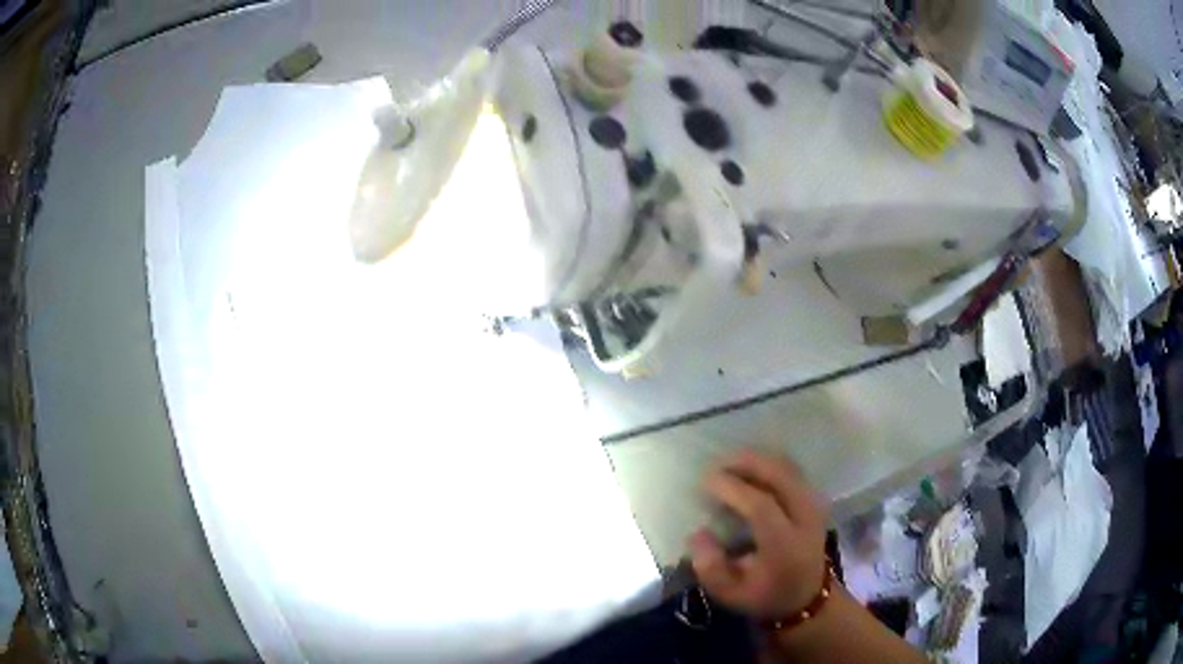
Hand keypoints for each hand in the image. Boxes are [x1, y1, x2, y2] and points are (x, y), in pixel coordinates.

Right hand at [688, 450, 828, 621]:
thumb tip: (698, 533)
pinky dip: (769, 463)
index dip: (733, 489)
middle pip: (780, 476)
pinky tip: (750, 468)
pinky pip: (792, 471)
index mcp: (785, 546)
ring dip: (758, 459)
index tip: (706, 480)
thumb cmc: (765, 595)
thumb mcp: (730, 594)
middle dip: (747, 463)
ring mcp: (814, 505)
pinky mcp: (815, 499)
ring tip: (730, 463)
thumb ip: (711, 568)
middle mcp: (805, 519)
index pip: (762, 506)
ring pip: (788, 468)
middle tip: (716, 464)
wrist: (807, 597)